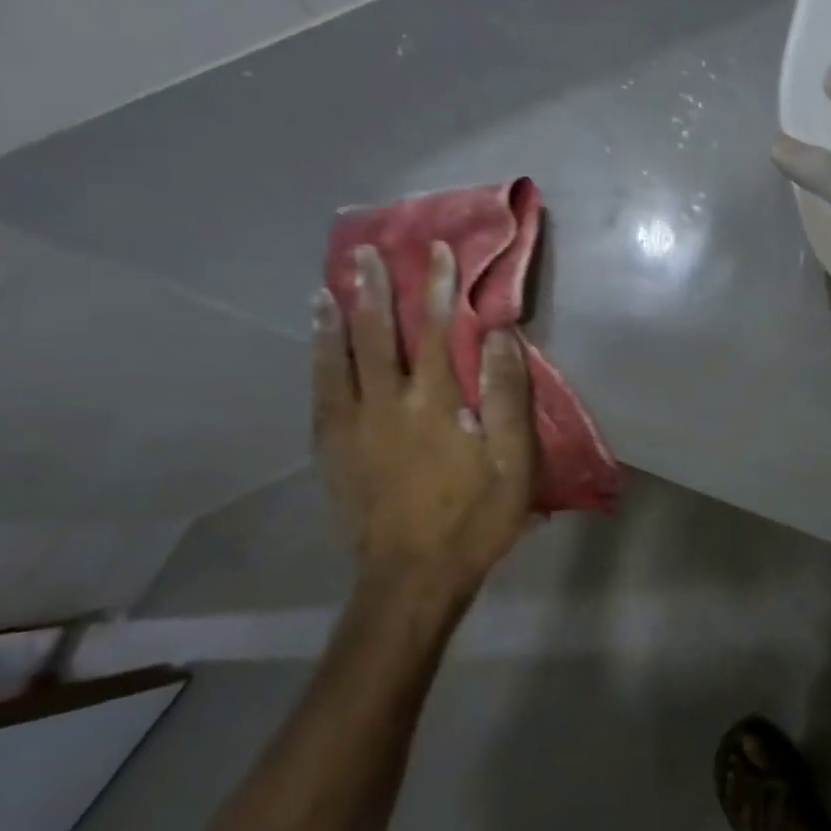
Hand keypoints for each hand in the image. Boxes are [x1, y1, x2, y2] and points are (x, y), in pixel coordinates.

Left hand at [312, 242, 535, 591]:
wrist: (411, 578)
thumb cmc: (474, 518)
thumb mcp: (513, 461)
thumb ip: (506, 395)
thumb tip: (498, 335)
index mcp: (433, 403)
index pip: (436, 331)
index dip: (437, 288)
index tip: (436, 252)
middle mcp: (385, 404)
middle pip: (376, 335)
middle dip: (373, 289)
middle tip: (366, 252)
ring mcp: (351, 428)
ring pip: (336, 360)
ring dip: (333, 319)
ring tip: (327, 285)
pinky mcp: (331, 452)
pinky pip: (320, 394)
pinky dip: (317, 361)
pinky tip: (316, 347)